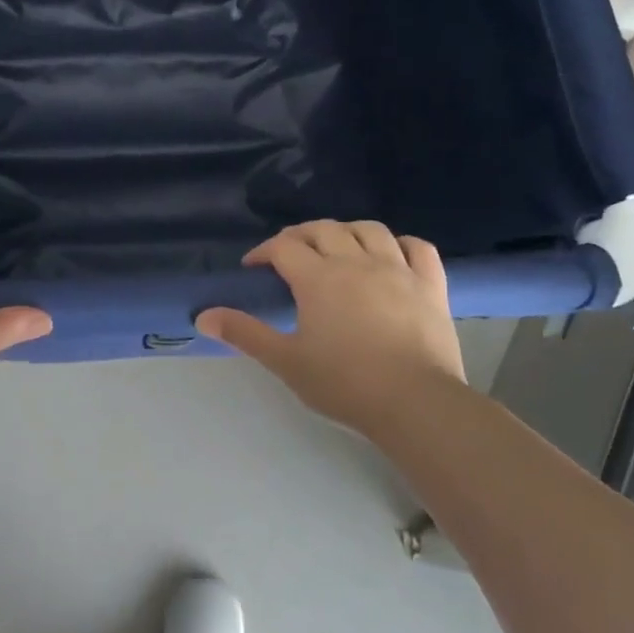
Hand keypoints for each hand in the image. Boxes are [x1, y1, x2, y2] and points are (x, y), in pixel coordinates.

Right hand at [195, 220, 464, 439]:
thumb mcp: (286, 361)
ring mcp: (398, 269)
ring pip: (370, 229)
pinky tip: (392, 254)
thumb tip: (203, 316)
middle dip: (300, 236)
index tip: (253, 266)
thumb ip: (245, 334)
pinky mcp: (430, 284)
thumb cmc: (344, 383)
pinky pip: (418, 248)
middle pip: (323, 230)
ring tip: (337, 247)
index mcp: (318, 278)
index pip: (284, 247)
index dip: (264, 251)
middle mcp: (356, 261)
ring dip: (347, 231)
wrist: (415, 402)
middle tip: (289, 254)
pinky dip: (401, 244)